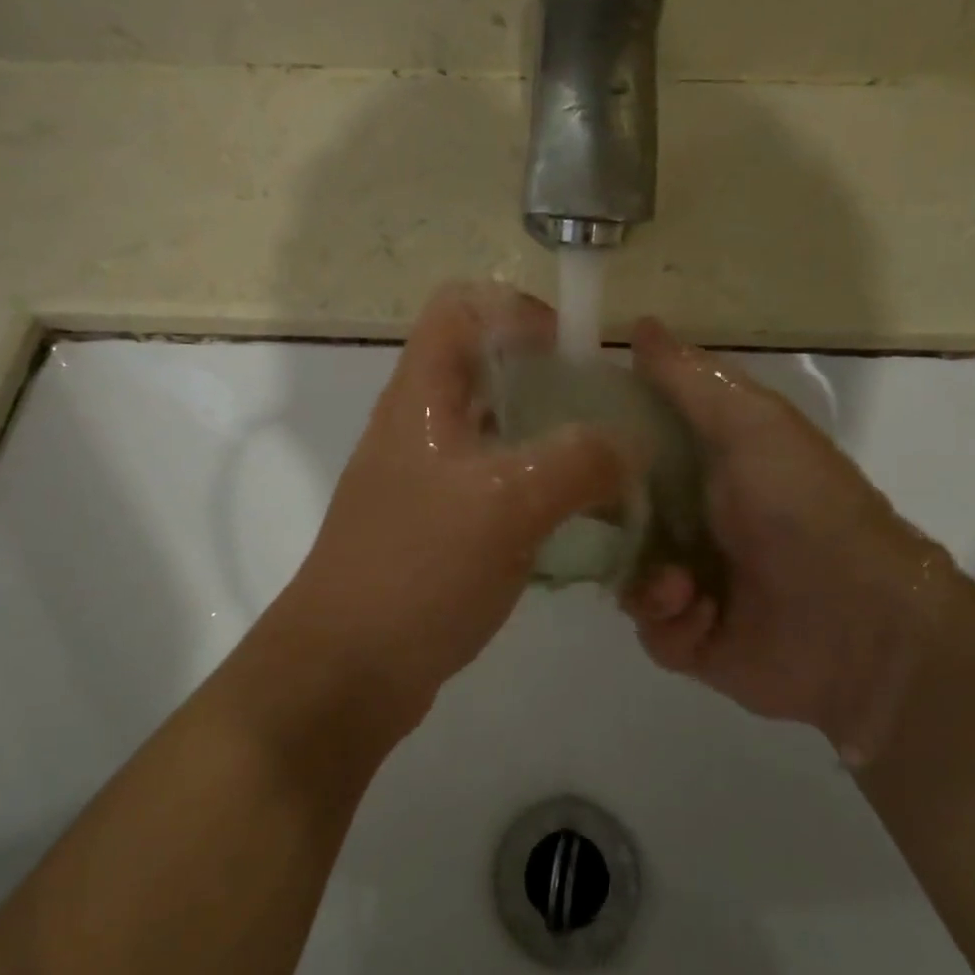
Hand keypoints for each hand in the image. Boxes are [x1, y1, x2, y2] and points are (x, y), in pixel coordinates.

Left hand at [277, 283, 628, 722]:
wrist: (345, 669)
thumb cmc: (419, 570)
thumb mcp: (508, 503)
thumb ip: (579, 461)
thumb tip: (629, 446)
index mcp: (421, 395)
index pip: (462, 306)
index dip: (519, 312)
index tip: (573, 357)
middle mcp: (418, 424)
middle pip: (486, 367)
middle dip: (550, 382)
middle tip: (604, 421)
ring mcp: (423, 477)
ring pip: (495, 430)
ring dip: (549, 441)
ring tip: (602, 473)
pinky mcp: (434, 524)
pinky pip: (493, 484)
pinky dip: (534, 490)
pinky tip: (572, 524)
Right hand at [622, 318, 952, 764]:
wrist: (861, 622)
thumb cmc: (801, 507)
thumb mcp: (750, 424)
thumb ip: (690, 380)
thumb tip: (640, 323)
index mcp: (702, 466)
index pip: (627, 447)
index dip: (595, 443)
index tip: (560, 442)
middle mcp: (689, 520)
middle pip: (612, 513)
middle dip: (604, 522)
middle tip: (599, 523)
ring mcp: (689, 582)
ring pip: (622, 573)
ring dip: (646, 580)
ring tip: (682, 585)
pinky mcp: (692, 638)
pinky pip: (649, 627)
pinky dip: (671, 622)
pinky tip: (704, 615)